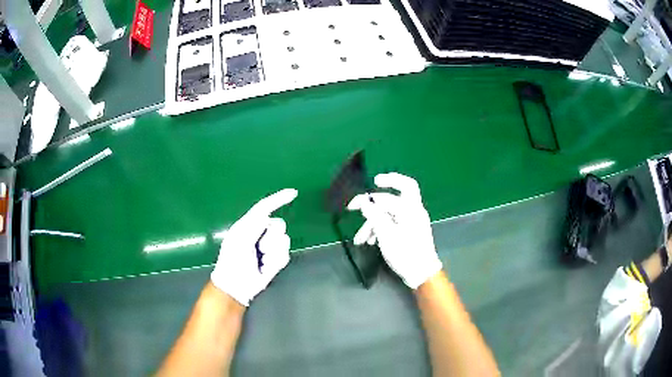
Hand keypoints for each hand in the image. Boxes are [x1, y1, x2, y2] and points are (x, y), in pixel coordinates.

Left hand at [211, 189, 297, 305]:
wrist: (236, 285)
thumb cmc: (232, 261)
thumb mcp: (239, 239)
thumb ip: (254, 225)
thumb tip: (267, 213)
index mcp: (249, 224)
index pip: (265, 207)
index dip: (279, 199)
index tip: (294, 193)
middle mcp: (260, 233)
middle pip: (279, 224)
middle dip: (271, 237)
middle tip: (258, 248)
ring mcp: (269, 247)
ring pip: (284, 240)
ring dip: (272, 252)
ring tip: (260, 261)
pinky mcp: (276, 260)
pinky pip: (285, 254)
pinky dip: (275, 262)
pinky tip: (265, 268)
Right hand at [348, 173, 441, 288]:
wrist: (421, 273)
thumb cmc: (405, 253)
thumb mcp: (386, 235)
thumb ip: (375, 215)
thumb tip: (365, 201)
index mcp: (411, 209)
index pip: (394, 191)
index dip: (382, 187)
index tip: (371, 185)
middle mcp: (413, 211)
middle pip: (393, 198)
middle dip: (374, 204)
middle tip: (356, 206)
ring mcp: (412, 221)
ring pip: (389, 214)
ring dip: (372, 223)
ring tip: (360, 239)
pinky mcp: (409, 230)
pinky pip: (392, 223)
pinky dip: (379, 229)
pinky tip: (369, 241)